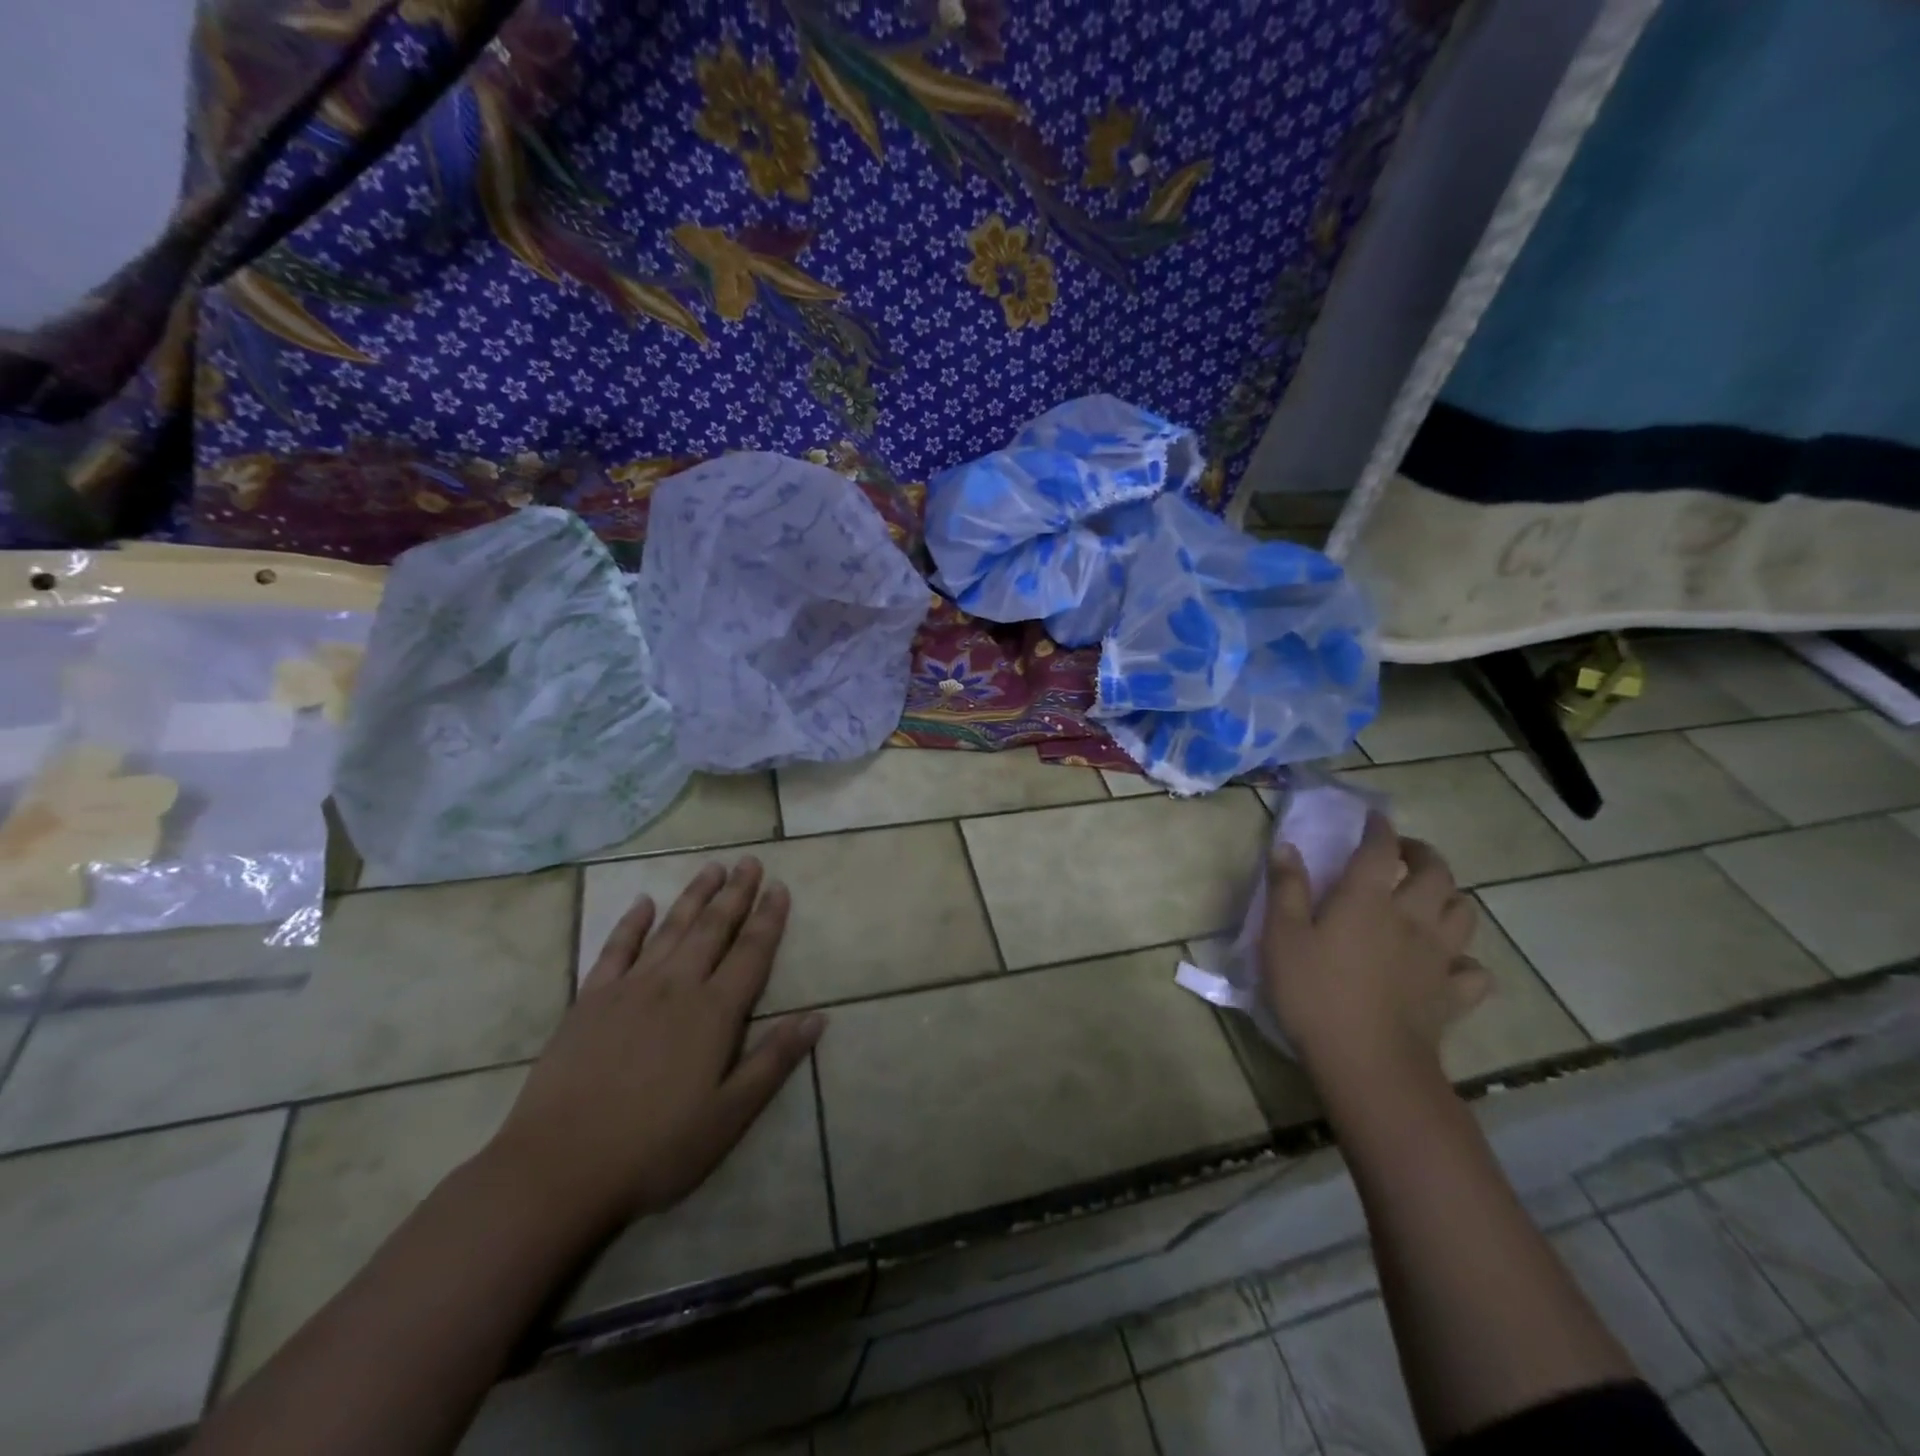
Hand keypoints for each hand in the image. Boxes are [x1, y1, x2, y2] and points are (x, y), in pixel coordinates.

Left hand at [486, 857, 824, 1234]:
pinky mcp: (590, 1000)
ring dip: (694, 896)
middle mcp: (676, 987)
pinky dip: (632, 923)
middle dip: (735, 893)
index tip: (780, 886)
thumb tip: (818, 1017)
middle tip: (750, 860)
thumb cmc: (655, 1149)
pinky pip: (615, 949)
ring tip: (713, 867)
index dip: (769, 918)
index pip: (751, 952)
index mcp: (714, 1013)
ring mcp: (629, 989)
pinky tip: (643, 903)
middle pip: (713, 928)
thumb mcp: (729, 1116)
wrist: (558, 1169)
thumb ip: (774, 1061)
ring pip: (670, 929)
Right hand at [1259, 812, 1489, 1080]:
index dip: (1379, 829)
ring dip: (1449, 897)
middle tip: (1404, 854)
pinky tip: (1447, 964)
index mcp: (1367, 899)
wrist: (1367, 1061)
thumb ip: (1287, 888)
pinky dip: (1465, 960)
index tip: (1374, 819)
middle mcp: (1411, 918)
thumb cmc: (1314, 992)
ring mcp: (1438, 957)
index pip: (1380, 850)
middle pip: (1436, 873)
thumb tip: (1287, 846)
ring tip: (1428, 899)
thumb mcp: (1282, 936)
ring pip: (1464, 913)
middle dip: (1423, 854)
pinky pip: (1474, 970)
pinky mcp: (1452, 995)